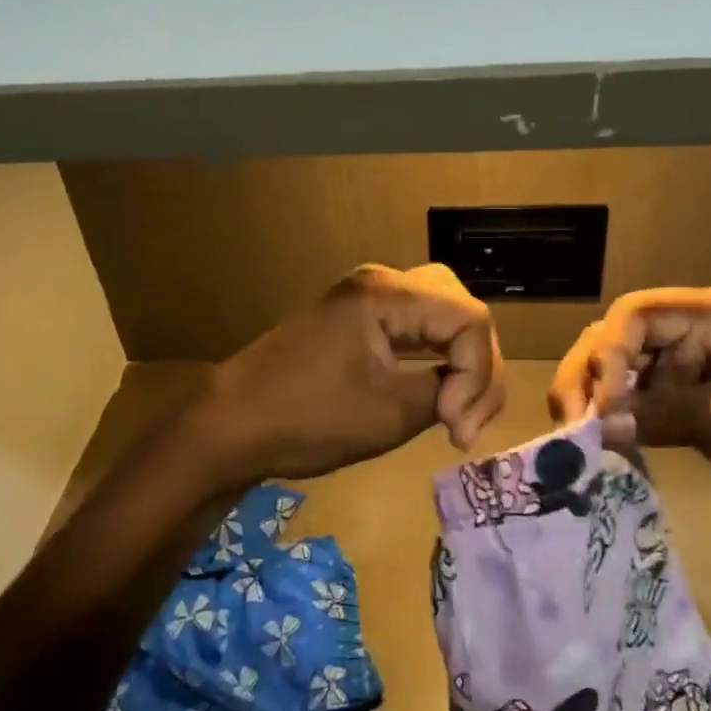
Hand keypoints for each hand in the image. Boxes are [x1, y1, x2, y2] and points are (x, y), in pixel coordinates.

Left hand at [194, 263, 504, 484]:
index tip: (453, 428)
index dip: (478, 376)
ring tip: (458, 412)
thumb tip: (464, 393)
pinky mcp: (358, 318)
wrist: (232, 424)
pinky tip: (440, 392)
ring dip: (460, 361)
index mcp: (387, 294)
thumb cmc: (307, 419)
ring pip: (443, 315)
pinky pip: (417, 326)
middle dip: (477, 364)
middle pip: (461, 309)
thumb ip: (445, 393)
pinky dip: (436, 356)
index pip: (470, 320)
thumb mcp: (389, 414)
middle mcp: (381, 282)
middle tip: (465, 418)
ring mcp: (367, 297)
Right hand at [548, 286, 710, 518]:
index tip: (606, 404)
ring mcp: (686, 374)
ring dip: (595, 402)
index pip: (635, 315)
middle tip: (573, 426)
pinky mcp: (688, 409)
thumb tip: (600, 425)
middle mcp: (689, 336)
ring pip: (619, 375)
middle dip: (588, 377)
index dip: (609, 353)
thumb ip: (669, 414)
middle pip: (615, 341)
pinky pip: (638, 409)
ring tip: (580, 441)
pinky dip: (616, 426)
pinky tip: (604, 449)